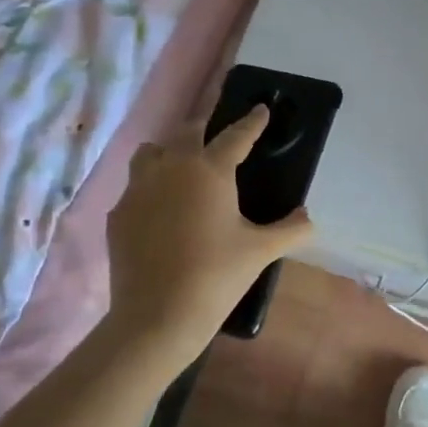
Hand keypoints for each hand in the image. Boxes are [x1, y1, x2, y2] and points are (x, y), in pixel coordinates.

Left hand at [104, 104, 312, 372]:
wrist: (157, 316)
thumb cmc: (217, 275)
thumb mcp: (261, 251)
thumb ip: (290, 229)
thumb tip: (308, 218)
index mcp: (209, 170)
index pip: (236, 136)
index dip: (252, 122)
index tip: (261, 109)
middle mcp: (171, 168)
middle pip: (188, 132)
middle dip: (206, 128)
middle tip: (220, 138)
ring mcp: (138, 190)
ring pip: (152, 153)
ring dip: (170, 152)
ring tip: (183, 168)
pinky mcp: (119, 214)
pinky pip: (135, 187)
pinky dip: (151, 189)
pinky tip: (161, 211)